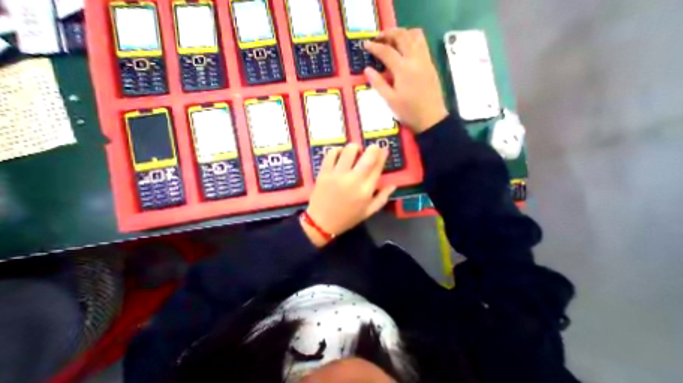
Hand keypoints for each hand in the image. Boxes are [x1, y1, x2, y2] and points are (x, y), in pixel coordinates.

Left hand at [303, 143, 397, 248]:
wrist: (321, 222)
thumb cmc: (346, 218)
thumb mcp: (368, 212)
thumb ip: (382, 198)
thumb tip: (393, 185)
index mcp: (366, 190)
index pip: (378, 167)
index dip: (383, 155)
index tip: (384, 149)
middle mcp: (354, 179)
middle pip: (367, 156)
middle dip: (373, 148)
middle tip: (372, 148)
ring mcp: (338, 174)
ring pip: (349, 151)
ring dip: (355, 148)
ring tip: (355, 152)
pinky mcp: (324, 172)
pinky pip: (331, 154)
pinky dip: (337, 150)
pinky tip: (340, 154)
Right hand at [363, 28, 449, 132]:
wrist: (431, 118)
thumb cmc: (408, 112)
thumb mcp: (390, 101)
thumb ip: (378, 84)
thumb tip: (367, 70)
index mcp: (403, 69)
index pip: (386, 51)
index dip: (374, 47)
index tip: (365, 45)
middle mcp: (415, 59)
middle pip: (402, 36)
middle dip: (388, 34)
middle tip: (378, 39)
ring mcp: (425, 60)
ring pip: (415, 35)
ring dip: (402, 33)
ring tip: (392, 40)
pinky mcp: (430, 64)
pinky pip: (422, 43)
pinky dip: (412, 39)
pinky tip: (406, 50)